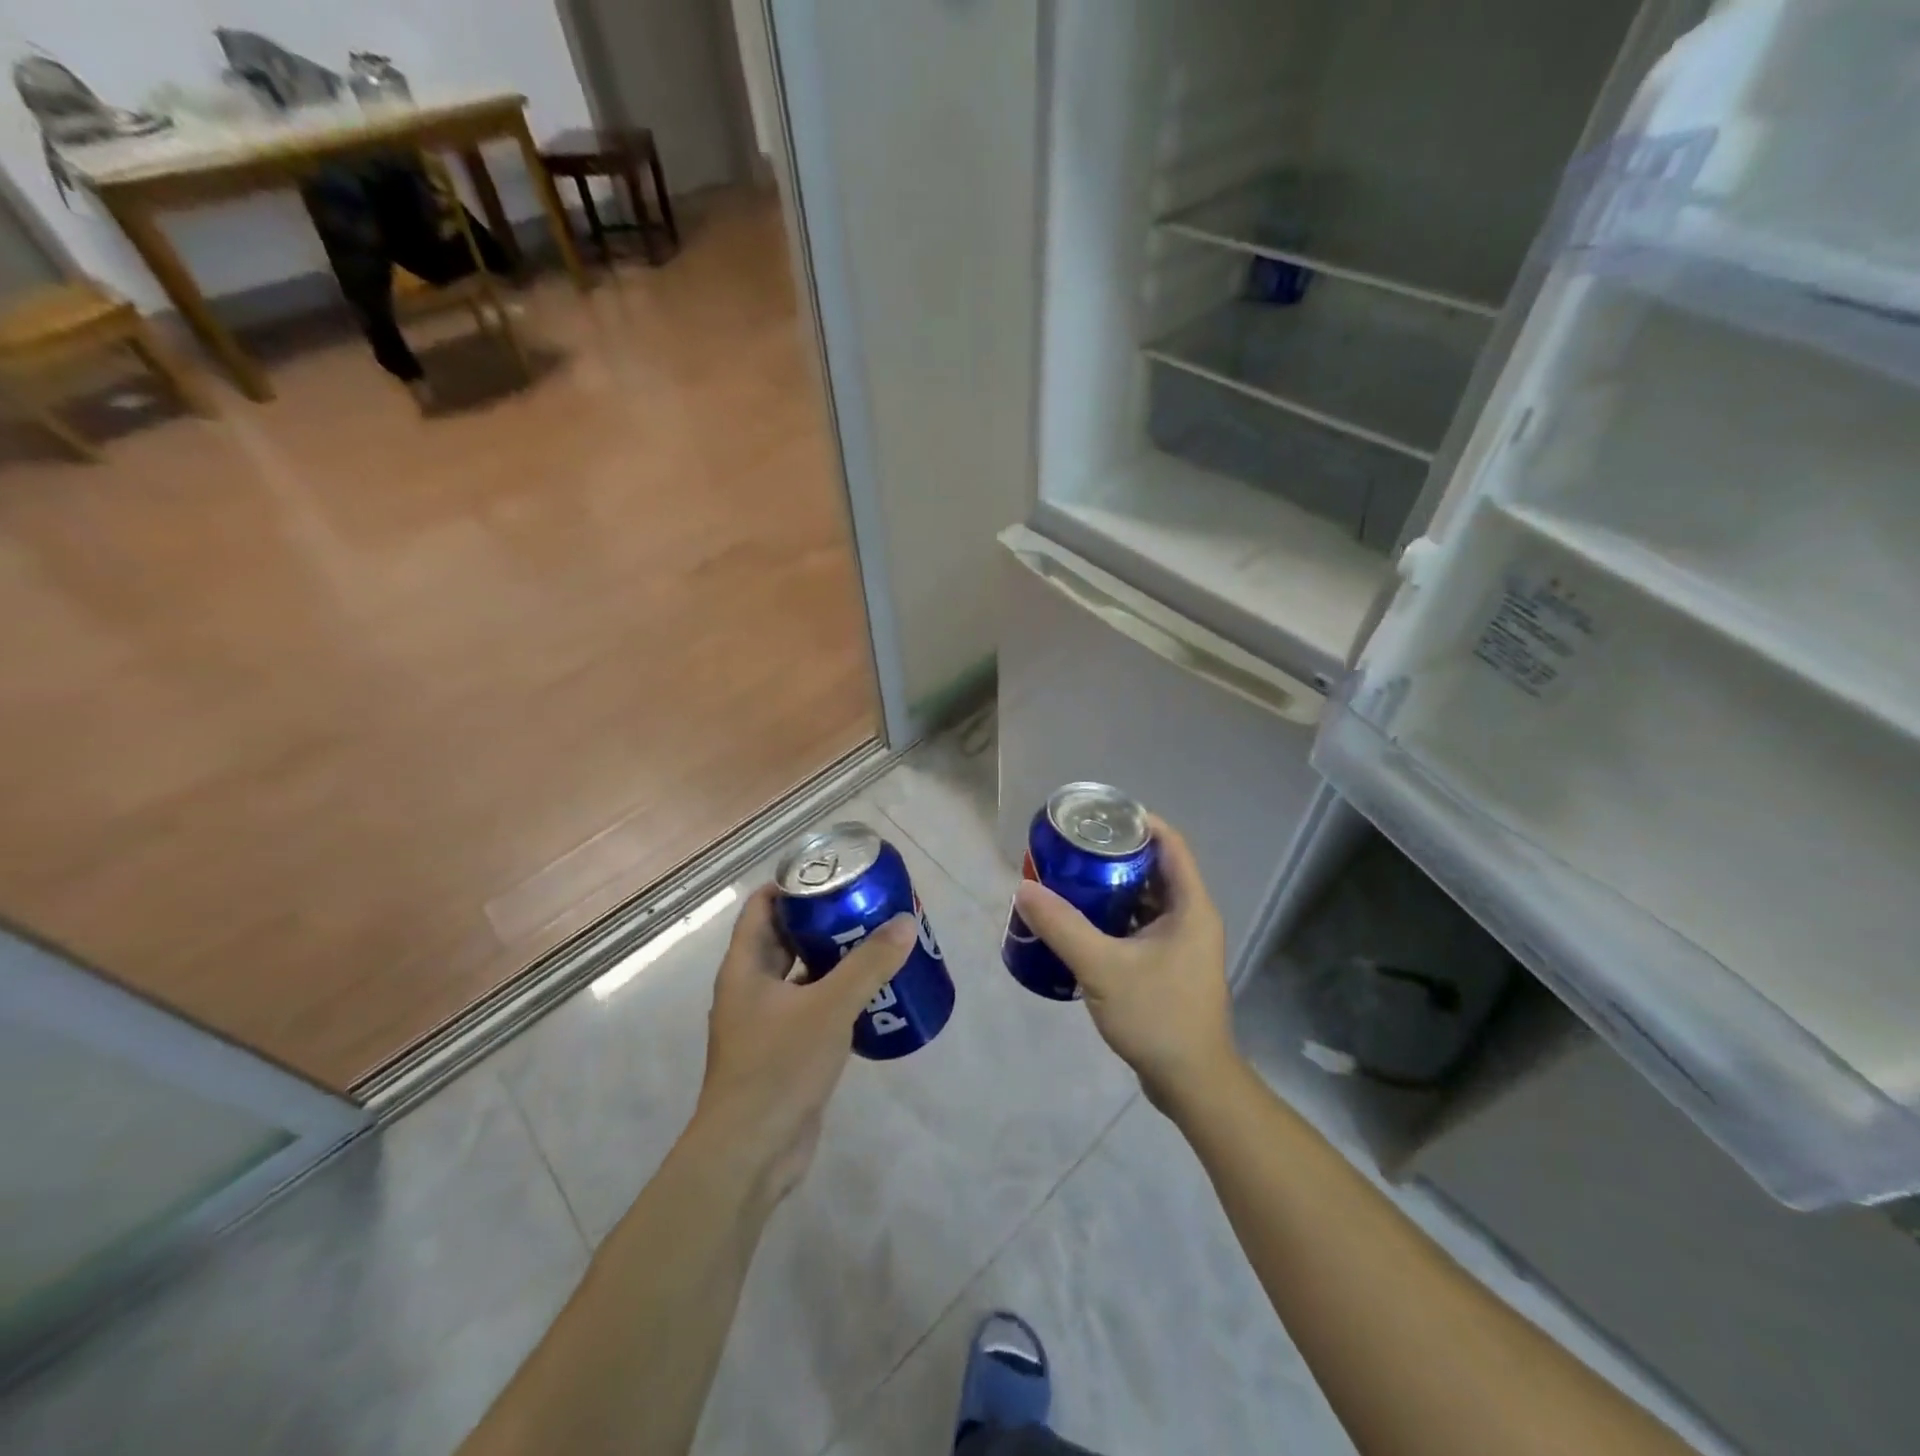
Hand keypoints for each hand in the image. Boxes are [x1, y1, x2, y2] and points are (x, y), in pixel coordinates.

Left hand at [694, 884, 916, 1201]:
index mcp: (746, 967)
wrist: (750, 1154)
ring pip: (802, 976)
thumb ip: (868, 965)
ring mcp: (766, 1023)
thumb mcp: (829, 1008)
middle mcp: (751, 988)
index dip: (793, 885)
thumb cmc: (779, 1067)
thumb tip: (904, 923)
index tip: (834, 874)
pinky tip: (873, 996)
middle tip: (867, 908)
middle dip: (824, 922)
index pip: (763, 906)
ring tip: (878, 945)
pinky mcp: (784, 1052)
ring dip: (835, 960)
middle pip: (787, 938)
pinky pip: (812, 1010)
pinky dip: (837, 997)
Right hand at [1012, 815, 1235, 1110]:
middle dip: (1115, 855)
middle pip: (1155, 869)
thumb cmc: (1157, 1016)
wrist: (1192, 1083)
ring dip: (1112, 888)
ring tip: (1071, 879)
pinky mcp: (1170, 966)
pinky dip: (1115, 918)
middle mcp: (1192, 918)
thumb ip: (1062, 927)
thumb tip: (1024, 889)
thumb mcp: (1103, 968)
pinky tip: (1082, 924)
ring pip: (1146, 900)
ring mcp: (1182, 944)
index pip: (1170, 844)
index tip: (1098, 816)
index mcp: (1190, 907)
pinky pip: (1141, 927)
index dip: (1138, 822)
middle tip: (1073, 848)